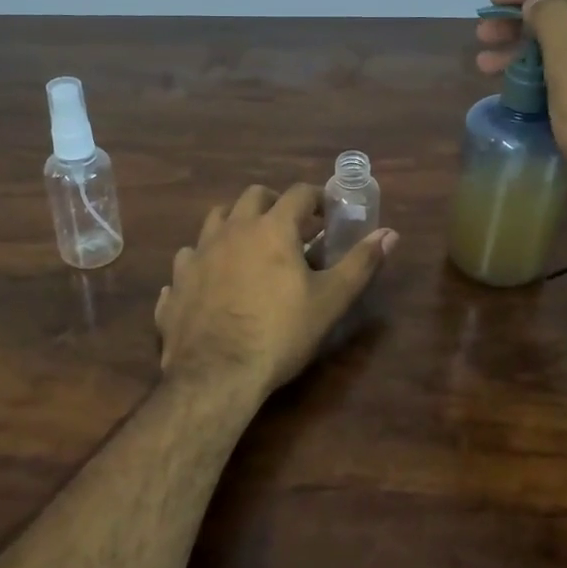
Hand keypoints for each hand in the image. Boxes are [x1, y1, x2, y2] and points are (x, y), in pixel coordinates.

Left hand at [154, 183, 397, 398]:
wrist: (216, 374)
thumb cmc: (280, 333)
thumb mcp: (330, 301)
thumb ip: (360, 263)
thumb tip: (390, 233)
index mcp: (271, 228)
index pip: (298, 193)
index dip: (316, 198)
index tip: (327, 214)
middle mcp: (231, 230)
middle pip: (252, 196)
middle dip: (274, 203)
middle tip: (290, 227)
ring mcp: (198, 254)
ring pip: (215, 220)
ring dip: (235, 224)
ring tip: (249, 247)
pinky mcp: (176, 282)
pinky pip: (188, 259)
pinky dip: (203, 262)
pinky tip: (210, 281)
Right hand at [478, 0, 566, 211]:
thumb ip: (552, 22)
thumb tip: (537, 3)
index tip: (493, 0)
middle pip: (565, 12)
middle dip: (519, 19)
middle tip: (482, 36)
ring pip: (563, 46)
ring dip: (522, 49)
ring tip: (485, 65)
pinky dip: (537, 75)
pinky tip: (513, 90)